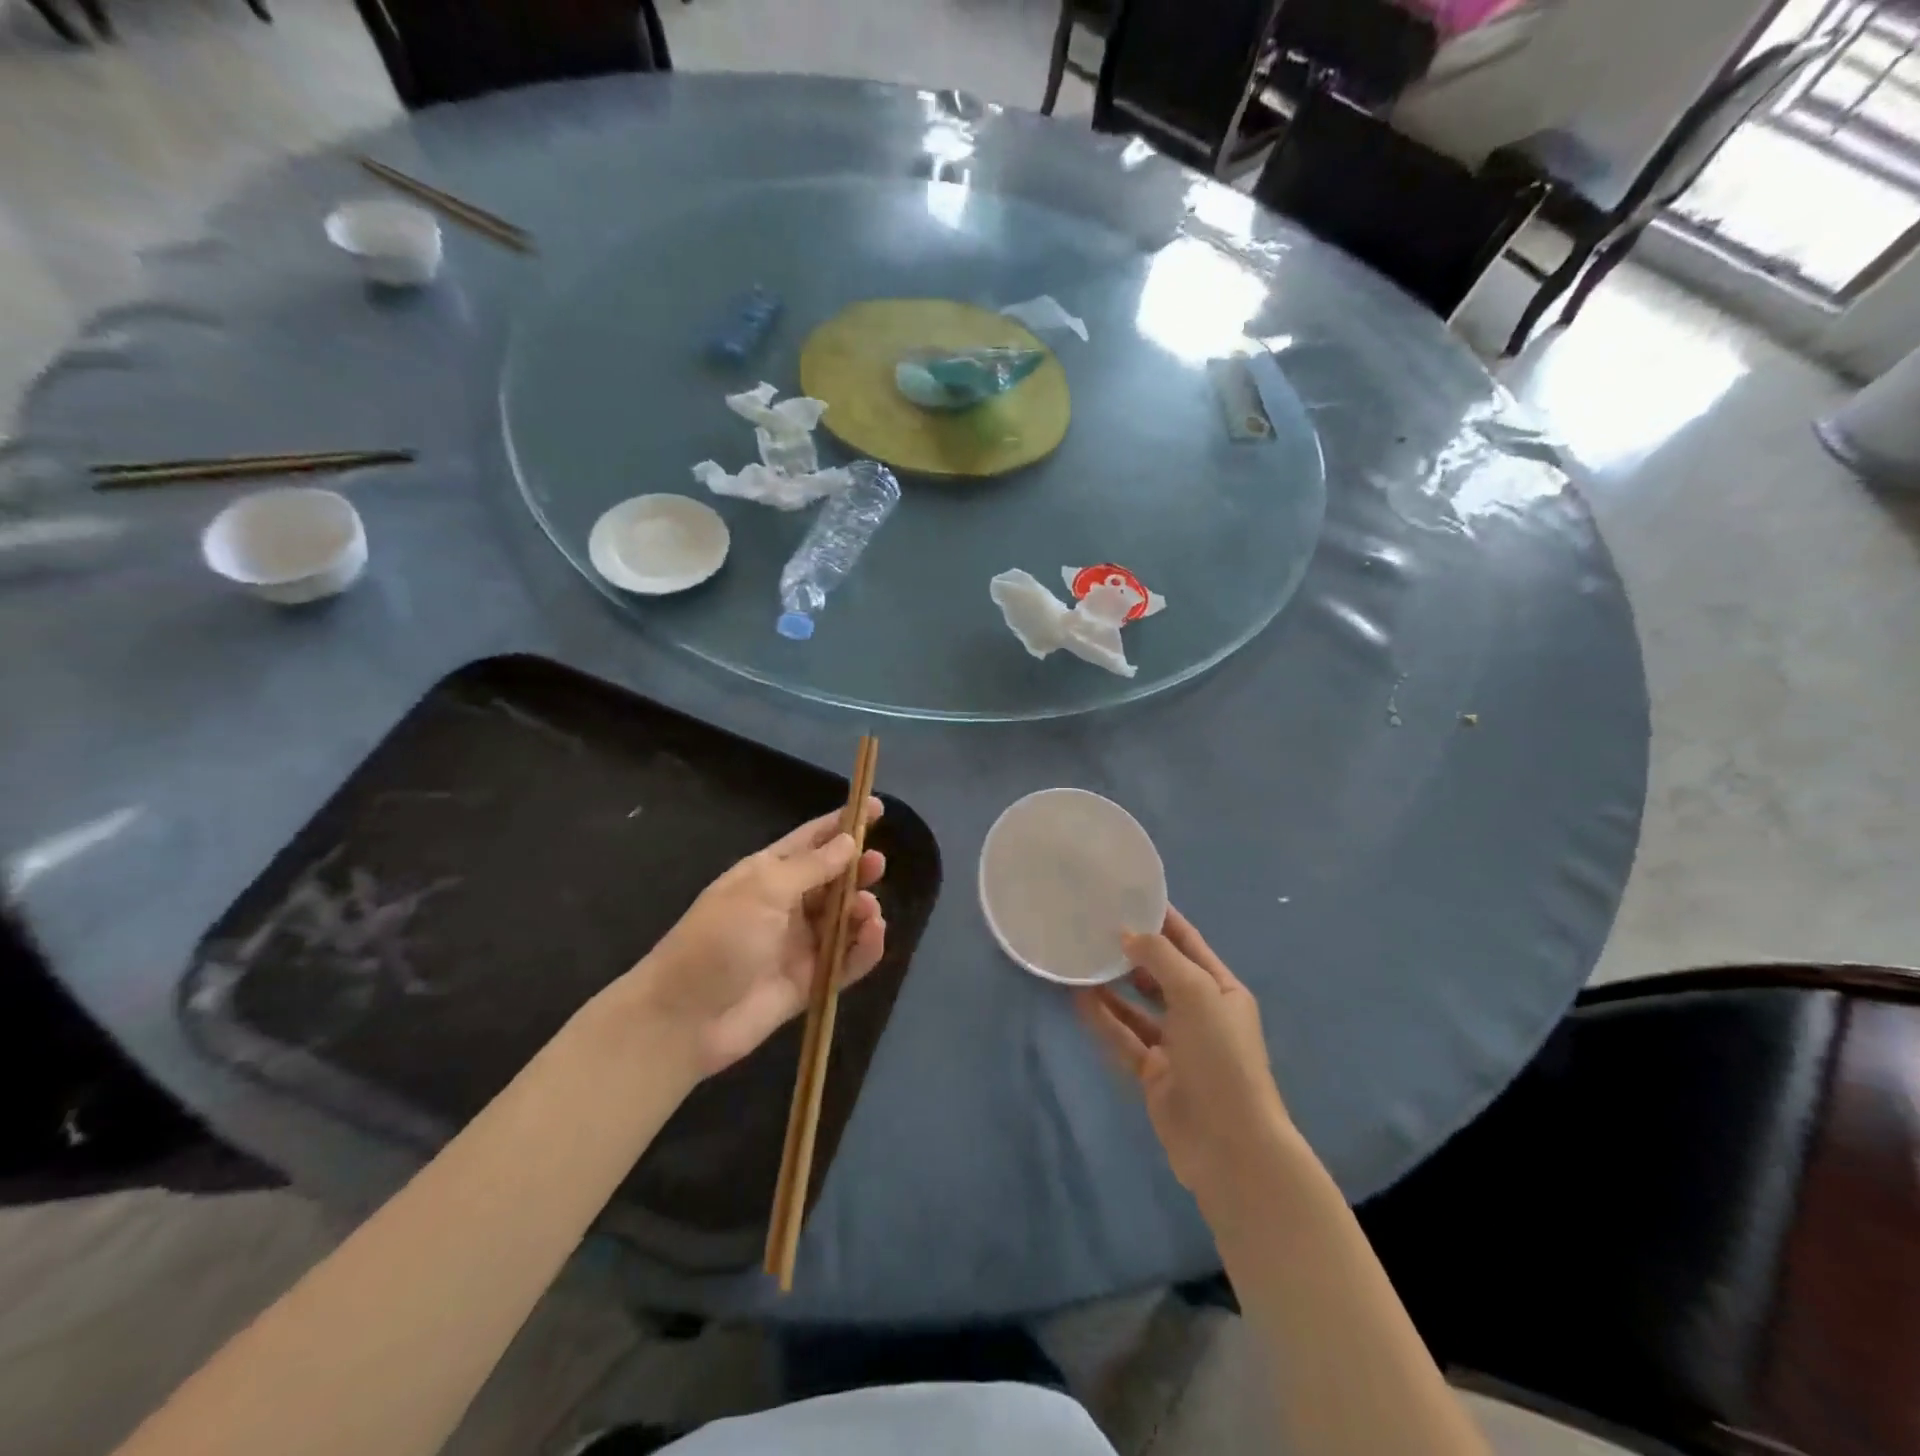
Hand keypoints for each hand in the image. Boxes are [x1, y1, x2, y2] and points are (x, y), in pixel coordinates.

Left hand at [624, 800, 886, 1079]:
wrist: (683, 1019)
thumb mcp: (763, 890)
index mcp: (769, 874)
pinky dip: (865, 948)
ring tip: (868, 910)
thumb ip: (812, 866)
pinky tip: (874, 936)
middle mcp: (787, 905)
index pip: (813, 840)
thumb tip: (848, 840)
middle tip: (878, 865)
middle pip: (834, 879)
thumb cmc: (718, 939)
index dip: (843, 823)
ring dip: (862, 909)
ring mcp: (799, 944)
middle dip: (858, 869)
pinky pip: (847, 960)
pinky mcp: (809, 981)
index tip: (878, 807)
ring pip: (844, 919)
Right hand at [1076, 907, 1292, 1204]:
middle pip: (1160, 972)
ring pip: (1137, 1005)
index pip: (1187, 942)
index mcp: (1221, 989)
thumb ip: (1160, 958)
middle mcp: (1199, 1012)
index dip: (1160, 918)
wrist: (1230, 1146)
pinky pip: (1123, 1036)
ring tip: (1079, 957)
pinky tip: (1078, 998)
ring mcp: (1175, 1044)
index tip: (1126, 894)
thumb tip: (1126, 935)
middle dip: (1131, 950)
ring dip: (1111, 984)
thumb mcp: (1196, 993)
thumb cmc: (1221, 1057)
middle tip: (1091, 925)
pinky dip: (1103, 1019)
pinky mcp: (1153, 1072)